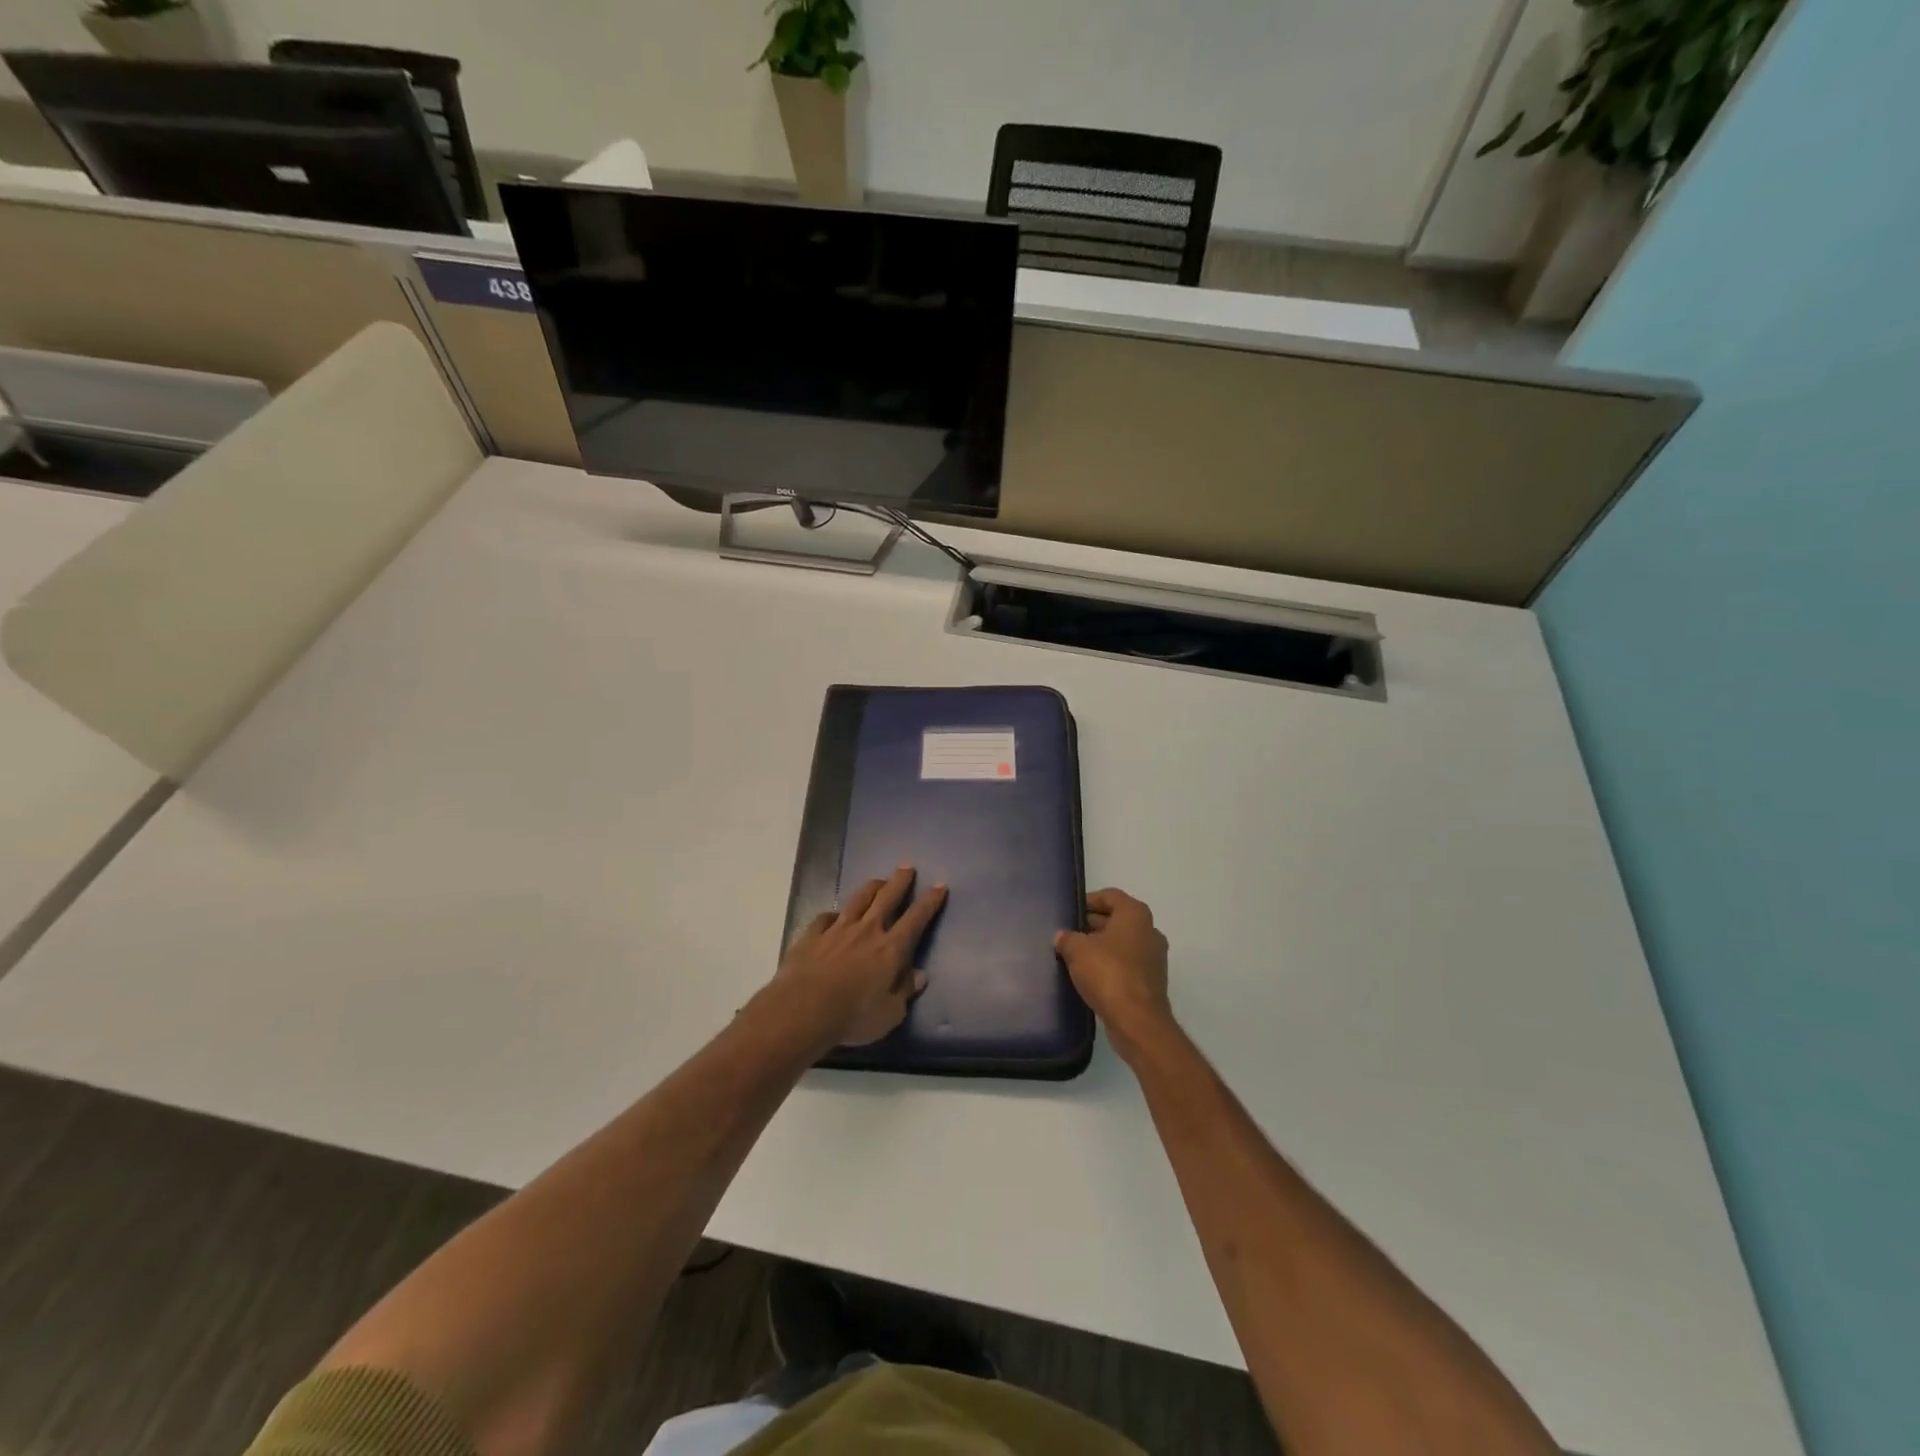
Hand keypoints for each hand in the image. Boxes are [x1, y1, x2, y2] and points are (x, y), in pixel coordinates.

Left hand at [777, 867, 947, 1046]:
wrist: (804, 1009)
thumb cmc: (853, 1016)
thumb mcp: (889, 1014)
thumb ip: (905, 992)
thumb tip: (919, 975)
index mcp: (890, 949)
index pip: (916, 919)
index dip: (929, 902)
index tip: (939, 885)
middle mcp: (867, 931)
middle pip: (887, 898)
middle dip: (899, 881)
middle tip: (907, 867)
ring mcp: (838, 930)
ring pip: (858, 900)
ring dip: (871, 887)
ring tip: (878, 880)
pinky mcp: (812, 935)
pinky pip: (825, 917)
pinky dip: (833, 914)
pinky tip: (834, 914)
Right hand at [1055, 888, 1171, 1057]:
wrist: (1137, 1021)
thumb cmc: (1108, 973)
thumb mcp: (1077, 950)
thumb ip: (1067, 938)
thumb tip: (1063, 937)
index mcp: (1135, 914)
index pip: (1110, 895)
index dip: (1089, 900)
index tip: (1071, 911)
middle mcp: (1149, 931)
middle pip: (1117, 919)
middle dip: (1093, 924)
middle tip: (1069, 933)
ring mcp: (1154, 957)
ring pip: (1122, 943)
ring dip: (1101, 946)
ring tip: (1075, 955)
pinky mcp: (1151, 981)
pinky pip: (1127, 964)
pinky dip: (1110, 965)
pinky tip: (1090, 976)